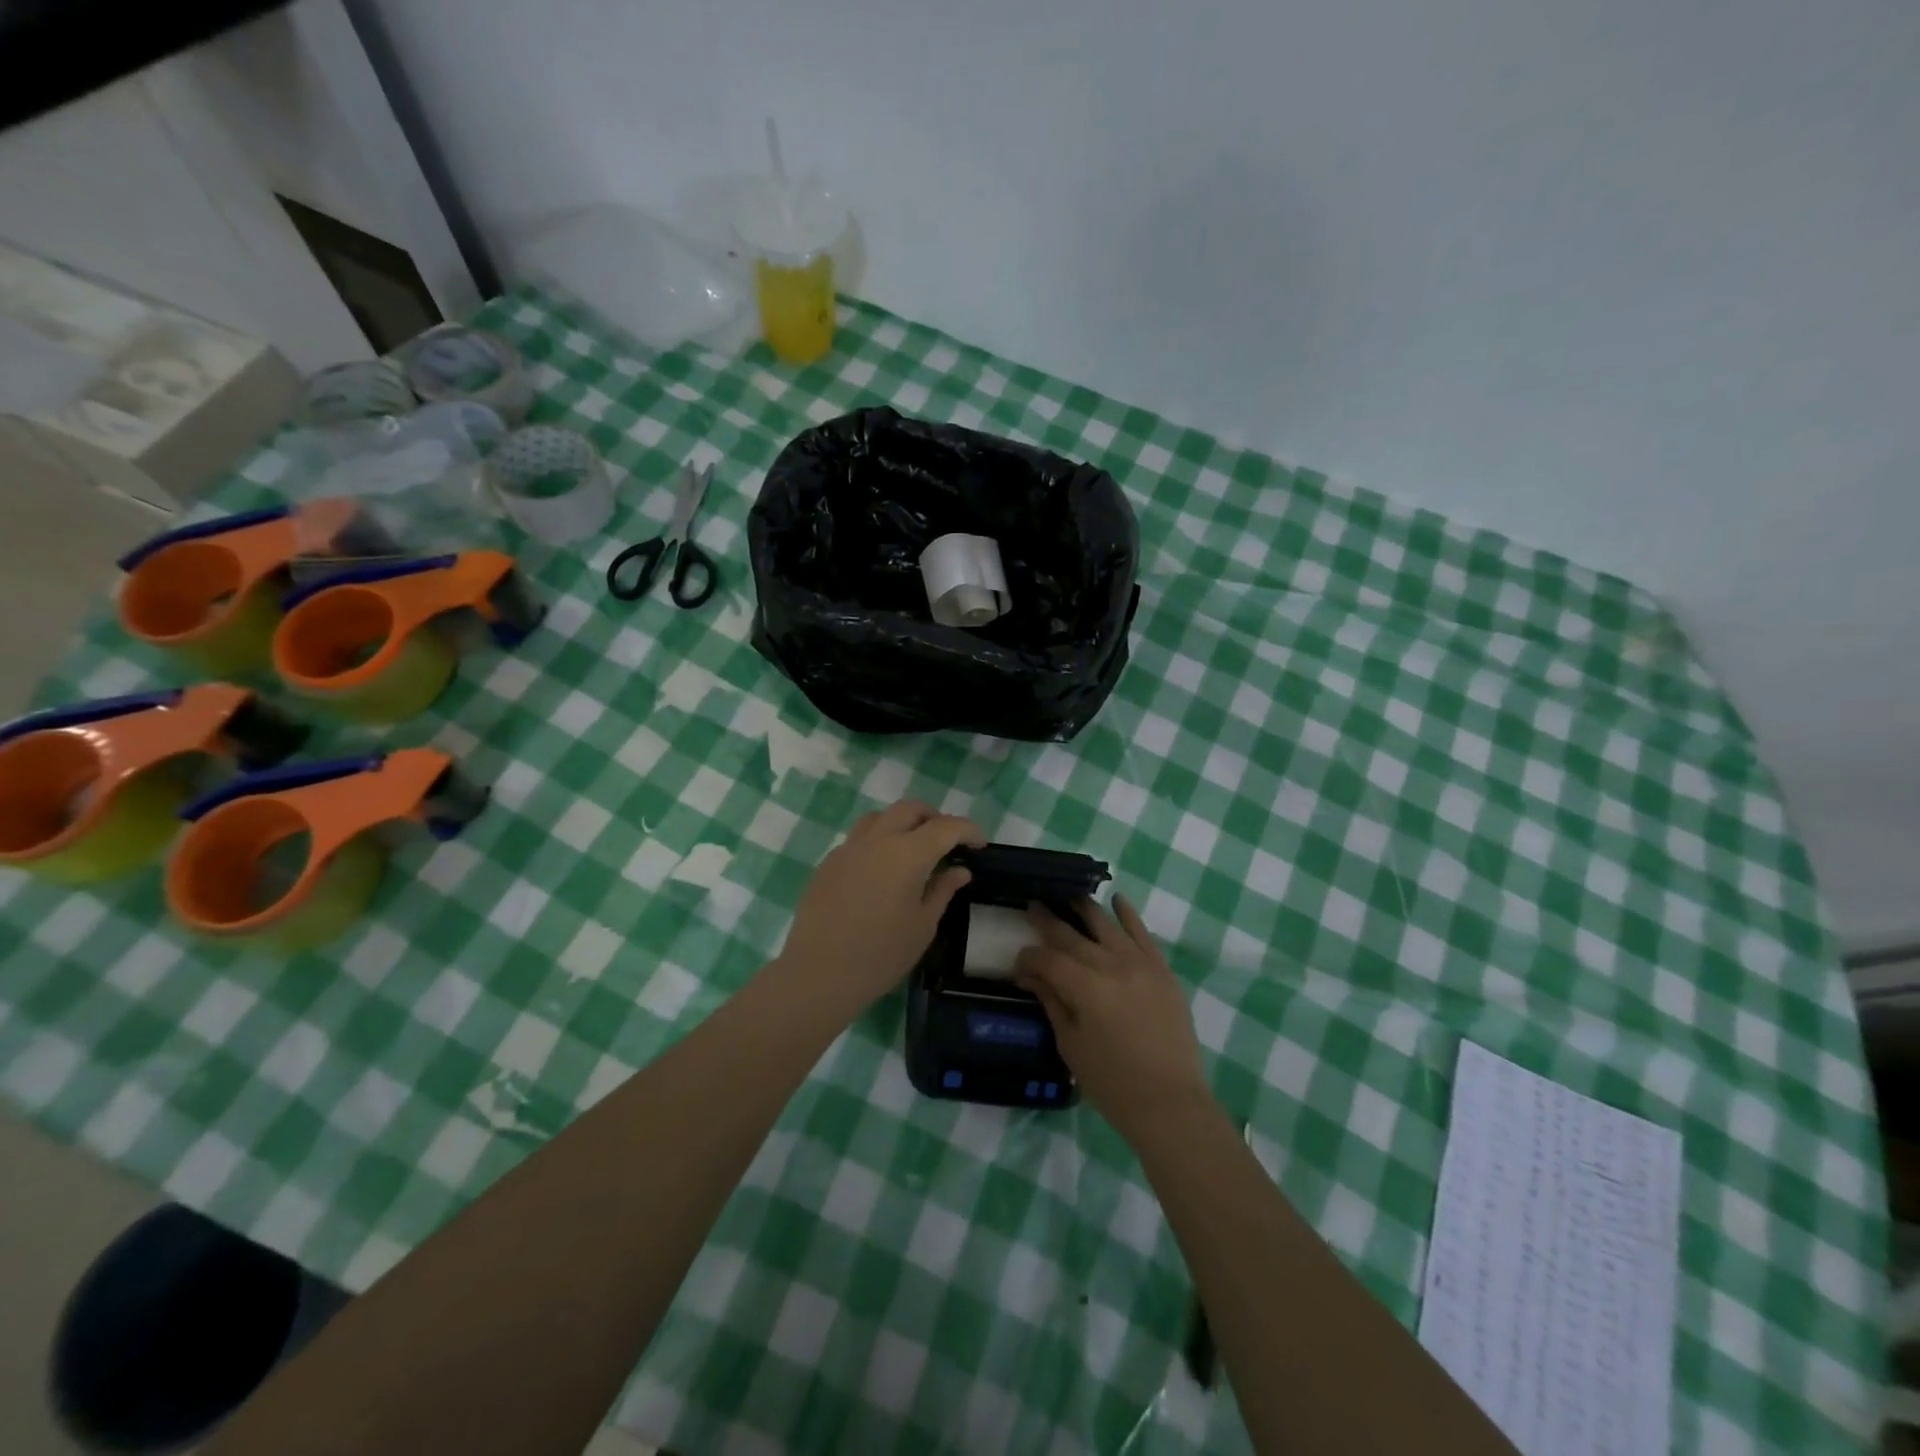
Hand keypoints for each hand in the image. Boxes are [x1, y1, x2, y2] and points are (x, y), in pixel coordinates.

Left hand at [776, 800, 983, 1012]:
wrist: (819, 974)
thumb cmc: (881, 955)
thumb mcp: (923, 926)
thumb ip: (943, 890)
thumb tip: (959, 870)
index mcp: (907, 854)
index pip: (946, 827)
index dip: (968, 830)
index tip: (979, 845)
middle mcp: (877, 840)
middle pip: (910, 809)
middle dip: (934, 818)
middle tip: (947, 842)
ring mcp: (848, 848)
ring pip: (880, 817)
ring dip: (902, 824)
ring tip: (912, 850)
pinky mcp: (828, 863)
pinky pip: (858, 839)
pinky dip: (877, 842)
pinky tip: (880, 872)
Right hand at [1016, 894, 1211, 1141]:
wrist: (1170, 1102)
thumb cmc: (1112, 1082)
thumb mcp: (1071, 1044)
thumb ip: (1051, 1001)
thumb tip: (1029, 974)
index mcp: (1085, 988)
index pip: (1048, 959)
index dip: (1029, 957)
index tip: (1018, 961)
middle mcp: (1112, 966)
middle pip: (1073, 936)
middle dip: (1049, 921)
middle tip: (1033, 906)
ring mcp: (1140, 964)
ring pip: (1106, 925)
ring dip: (1085, 907)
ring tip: (1069, 894)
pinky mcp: (1161, 969)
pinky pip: (1143, 933)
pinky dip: (1128, 914)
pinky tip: (1117, 899)